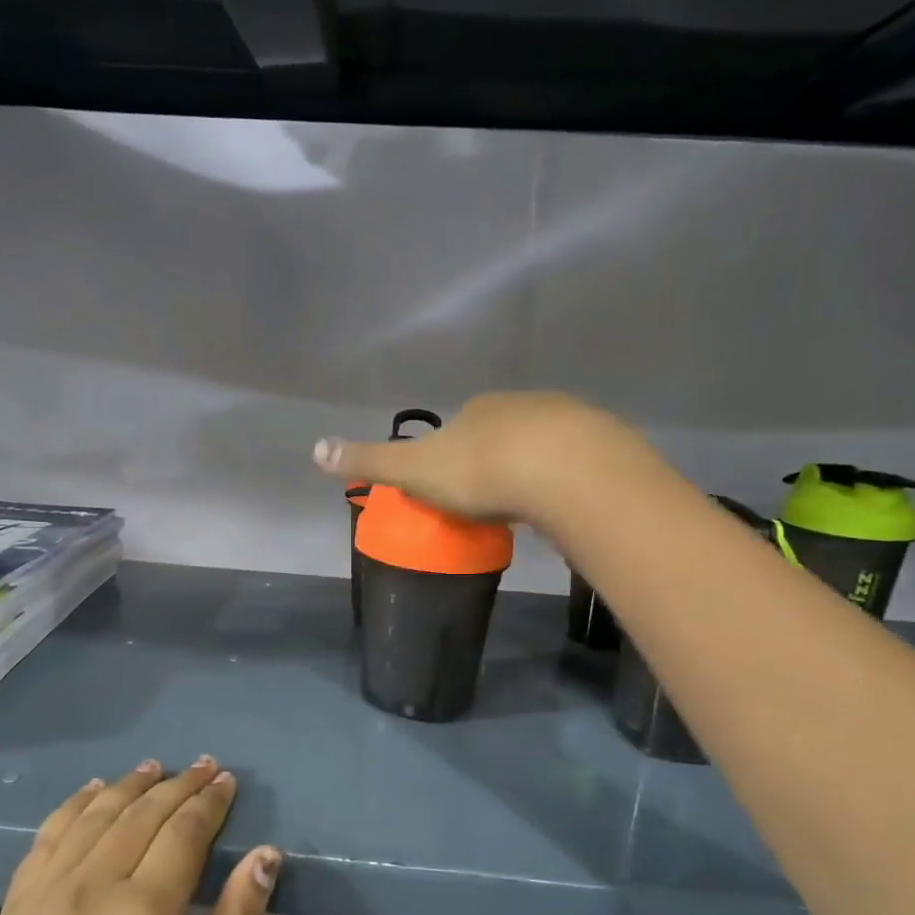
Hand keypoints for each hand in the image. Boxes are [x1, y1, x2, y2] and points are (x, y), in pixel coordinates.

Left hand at [0, 759, 280, 914]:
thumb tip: (265, 855)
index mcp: (143, 910)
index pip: (185, 831)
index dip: (210, 802)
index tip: (228, 780)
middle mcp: (92, 885)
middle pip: (142, 814)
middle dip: (179, 785)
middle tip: (205, 766)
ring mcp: (45, 894)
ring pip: (95, 816)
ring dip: (129, 786)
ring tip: (155, 768)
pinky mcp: (13, 910)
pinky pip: (47, 837)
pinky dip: (73, 806)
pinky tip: (90, 793)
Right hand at [313, 391, 638, 525]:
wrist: (561, 470)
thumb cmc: (480, 470)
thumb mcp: (413, 469)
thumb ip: (369, 462)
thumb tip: (314, 450)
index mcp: (477, 411)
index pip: (460, 428)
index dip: (455, 455)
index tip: (456, 487)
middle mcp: (521, 406)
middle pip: (503, 434)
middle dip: (496, 461)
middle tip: (492, 502)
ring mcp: (565, 421)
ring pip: (543, 446)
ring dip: (533, 470)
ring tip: (529, 508)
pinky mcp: (600, 444)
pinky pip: (577, 463)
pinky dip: (567, 480)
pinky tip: (564, 504)